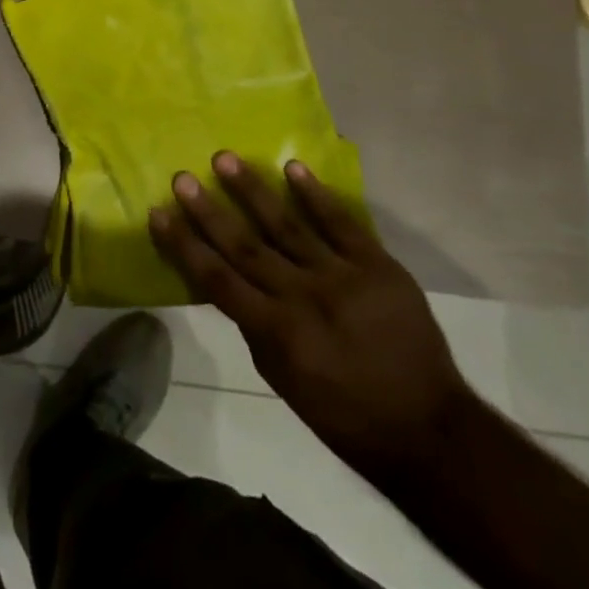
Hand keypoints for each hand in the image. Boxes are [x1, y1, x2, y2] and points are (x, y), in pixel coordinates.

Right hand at [149, 152, 470, 480]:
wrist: (429, 430)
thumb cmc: (346, 415)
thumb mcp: (285, 383)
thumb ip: (255, 328)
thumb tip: (229, 282)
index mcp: (277, 334)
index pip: (217, 280)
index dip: (184, 246)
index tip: (159, 213)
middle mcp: (302, 298)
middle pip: (245, 247)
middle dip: (209, 211)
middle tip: (183, 177)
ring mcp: (342, 278)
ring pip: (287, 226)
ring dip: (253, 191)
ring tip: (224, 158)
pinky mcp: (378, 266)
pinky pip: (342, 224)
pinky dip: (316, 195)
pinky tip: (293, 168)